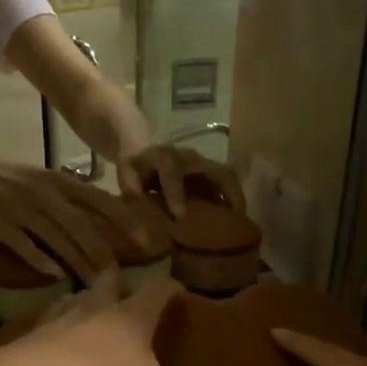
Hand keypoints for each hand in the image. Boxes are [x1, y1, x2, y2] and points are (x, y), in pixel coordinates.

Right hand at [0, 147, 138, 278]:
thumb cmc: (2, 176)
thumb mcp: (39, 179)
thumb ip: (67, 197)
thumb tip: (98, 221)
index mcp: (56, 180)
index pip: (98, 199)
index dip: (123, 218)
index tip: (146, 237)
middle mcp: (43, 193)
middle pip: (82, 225)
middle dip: (103, 252)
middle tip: (120, 276)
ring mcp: (20, 209)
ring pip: (57, 239)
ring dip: (78, 263)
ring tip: (94, 284)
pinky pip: (24, 246)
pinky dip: (41, 261)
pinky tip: (56, 276)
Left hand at [0, 276, 249, 365]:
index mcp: (131, 316)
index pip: (159, 289)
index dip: (173, 289)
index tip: (180, 293)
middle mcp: (96, 308)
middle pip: (111, 282)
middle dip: (122, 282)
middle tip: (130, 293)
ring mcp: (59, 319)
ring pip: (77, 298)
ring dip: (87, 300)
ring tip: (93, 311)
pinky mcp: (31, 337)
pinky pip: (47, 323)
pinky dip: (57, 326)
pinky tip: (55, 340)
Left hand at [117, 144, 245, 218]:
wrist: (144, 145)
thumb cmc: (136, 165)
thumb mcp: (126, 172)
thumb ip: (130, 185)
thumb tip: (137, 200)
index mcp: (163, 157)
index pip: (172, 173)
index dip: (176, 193)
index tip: (180, 216)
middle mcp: (188, 157)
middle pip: (216, 170)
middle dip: (228, 194)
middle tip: (235, 220)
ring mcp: (202, 162)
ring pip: (227, 175)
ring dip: (236, 196)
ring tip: (240, 220)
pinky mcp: (208, 169)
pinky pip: (226, 181)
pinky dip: (232, 197)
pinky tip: (234, 216)